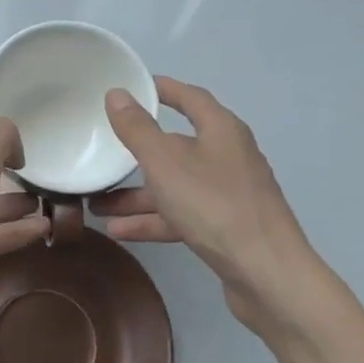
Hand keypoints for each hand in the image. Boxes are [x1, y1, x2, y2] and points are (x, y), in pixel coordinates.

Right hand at [91, 77, 345, 338]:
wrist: (267, 274)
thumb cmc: (214, 206)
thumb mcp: (166, 163)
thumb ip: (138, 130)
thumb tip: (117, 94)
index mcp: (221, 131)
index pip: (190, 98)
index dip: (163, 89)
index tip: (132, 88)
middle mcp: (228, 156)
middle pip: (177, 146)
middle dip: (137, 153)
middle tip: (103, 151)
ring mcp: (228, 194)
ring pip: (175, 185)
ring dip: (137, 195)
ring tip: (96, 203)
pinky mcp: (226, 227)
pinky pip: (181, 214)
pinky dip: (153, 220)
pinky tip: (119, 230)